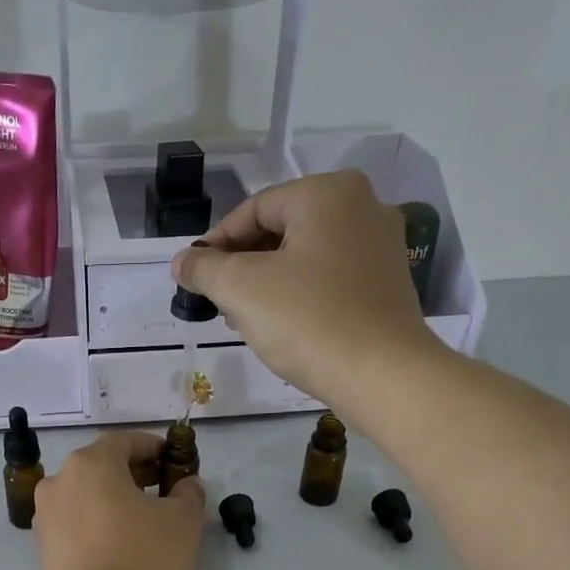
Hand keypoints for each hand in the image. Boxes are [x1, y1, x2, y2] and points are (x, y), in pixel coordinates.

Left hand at [34, 431, 204, 569]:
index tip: (174, 461)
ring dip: (112, 501)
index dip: (154, 448)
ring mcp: (44, 519)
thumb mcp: (183, 521)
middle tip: (163, 492)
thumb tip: (186, 485)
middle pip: (101, 468)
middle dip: (133, 475)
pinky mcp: (41, 552)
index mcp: (90, 464)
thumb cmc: (146, 560)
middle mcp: (58, 483)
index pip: (125, 442)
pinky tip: (119, 547)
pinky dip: (96, 526)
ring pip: (85, 498)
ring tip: (143, 524)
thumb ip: (187, 493)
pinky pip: (75, 526)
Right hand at [170, 170, 445, 415]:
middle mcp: (363, 207)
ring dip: (267, 284)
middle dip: (242, 266)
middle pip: (281, 231)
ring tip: (244, 320)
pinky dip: (300, 296)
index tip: (194, 279)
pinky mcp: (387, 284)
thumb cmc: (308, 321)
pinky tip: (283, 328)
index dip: (216, 244)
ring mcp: (381, 247)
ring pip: (304, 257)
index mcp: (328, 193)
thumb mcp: (241, 289)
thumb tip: (181, 261)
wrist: (383, 375)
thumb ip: (204, 268)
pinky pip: (329, 279)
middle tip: (217, 303)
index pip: (254, 210)